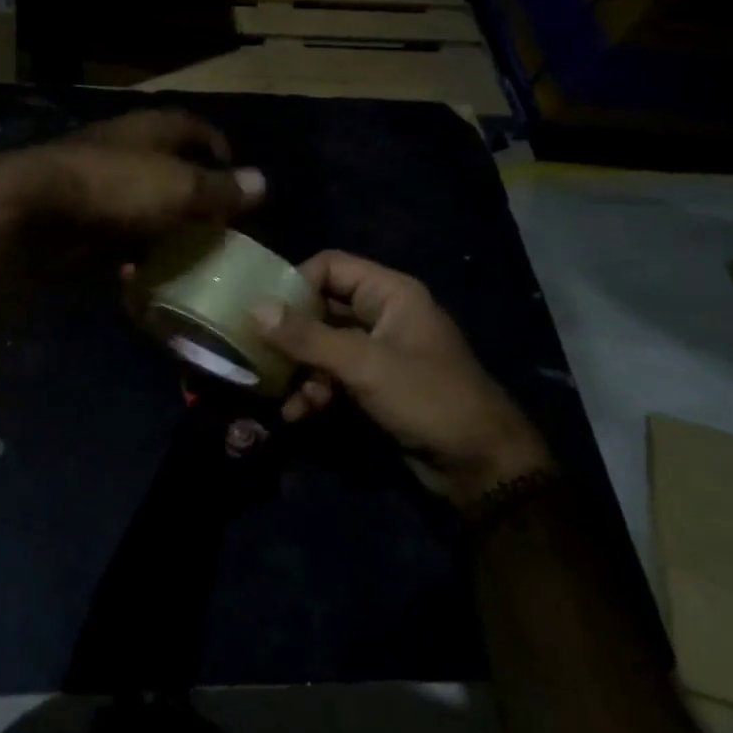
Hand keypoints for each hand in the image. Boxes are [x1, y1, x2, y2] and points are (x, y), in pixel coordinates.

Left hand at [0, 109, 263, 239]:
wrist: (33, 211)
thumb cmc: (115, 189)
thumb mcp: (179, 188)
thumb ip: (220, 188)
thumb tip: (262, 182)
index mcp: (149, 130)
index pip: (192, 127)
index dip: (217, 146)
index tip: (235, 174)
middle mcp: (122, 148)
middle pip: (166, 164)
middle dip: (191, 191)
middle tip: (215, 222)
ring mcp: (94, 181)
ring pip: (139, 199)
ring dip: (161, 222)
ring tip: (184, 251)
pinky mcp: (75, 215)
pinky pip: (113, 229)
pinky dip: (129, 245)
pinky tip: (139, 268)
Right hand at [254, 251, 551, 509]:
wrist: (479, 465)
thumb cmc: (427, 399)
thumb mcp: (363, 365)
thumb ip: (307, 337)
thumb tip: (254, 308)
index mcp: (389, 294)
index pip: (329, 267)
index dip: (294, 282)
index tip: (260, 309)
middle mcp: (382, 315)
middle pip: (321, 307)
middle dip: (289, 332)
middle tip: (253, 349)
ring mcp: (378, 352)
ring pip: (322, 346)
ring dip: (298, 368)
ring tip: (273, 390)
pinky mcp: (374, 386)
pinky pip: (333, 376)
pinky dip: (313, 391)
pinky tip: (295, 413)